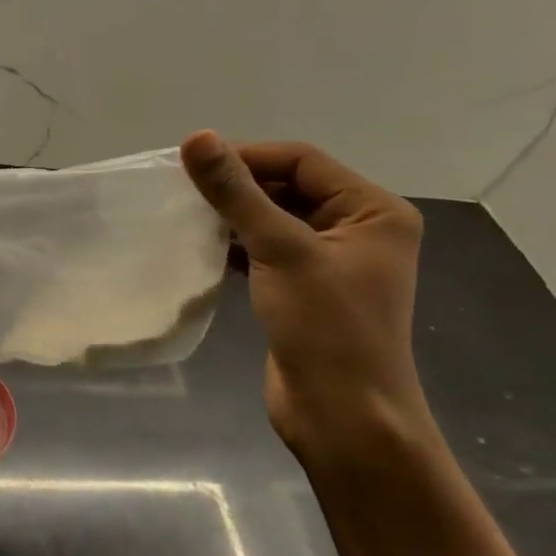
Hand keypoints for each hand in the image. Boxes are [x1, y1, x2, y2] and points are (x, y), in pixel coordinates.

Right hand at [181, 132, 439, 464]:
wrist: (343, 417)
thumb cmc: (326, 328)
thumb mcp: (281, 251)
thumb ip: (236, 194)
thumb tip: (197, 138)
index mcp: (373, 211)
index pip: (302, 161)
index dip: (247, 156)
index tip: (191, 164)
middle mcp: (358, 229)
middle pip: (287, 187)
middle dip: (237, 187)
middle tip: (182, 191)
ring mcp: (330, 261)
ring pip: (272, 219)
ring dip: (232, 216)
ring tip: (185, 216)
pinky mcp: (304, 288)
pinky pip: (265, 250)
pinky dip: (235, 245)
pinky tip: (200, 248)